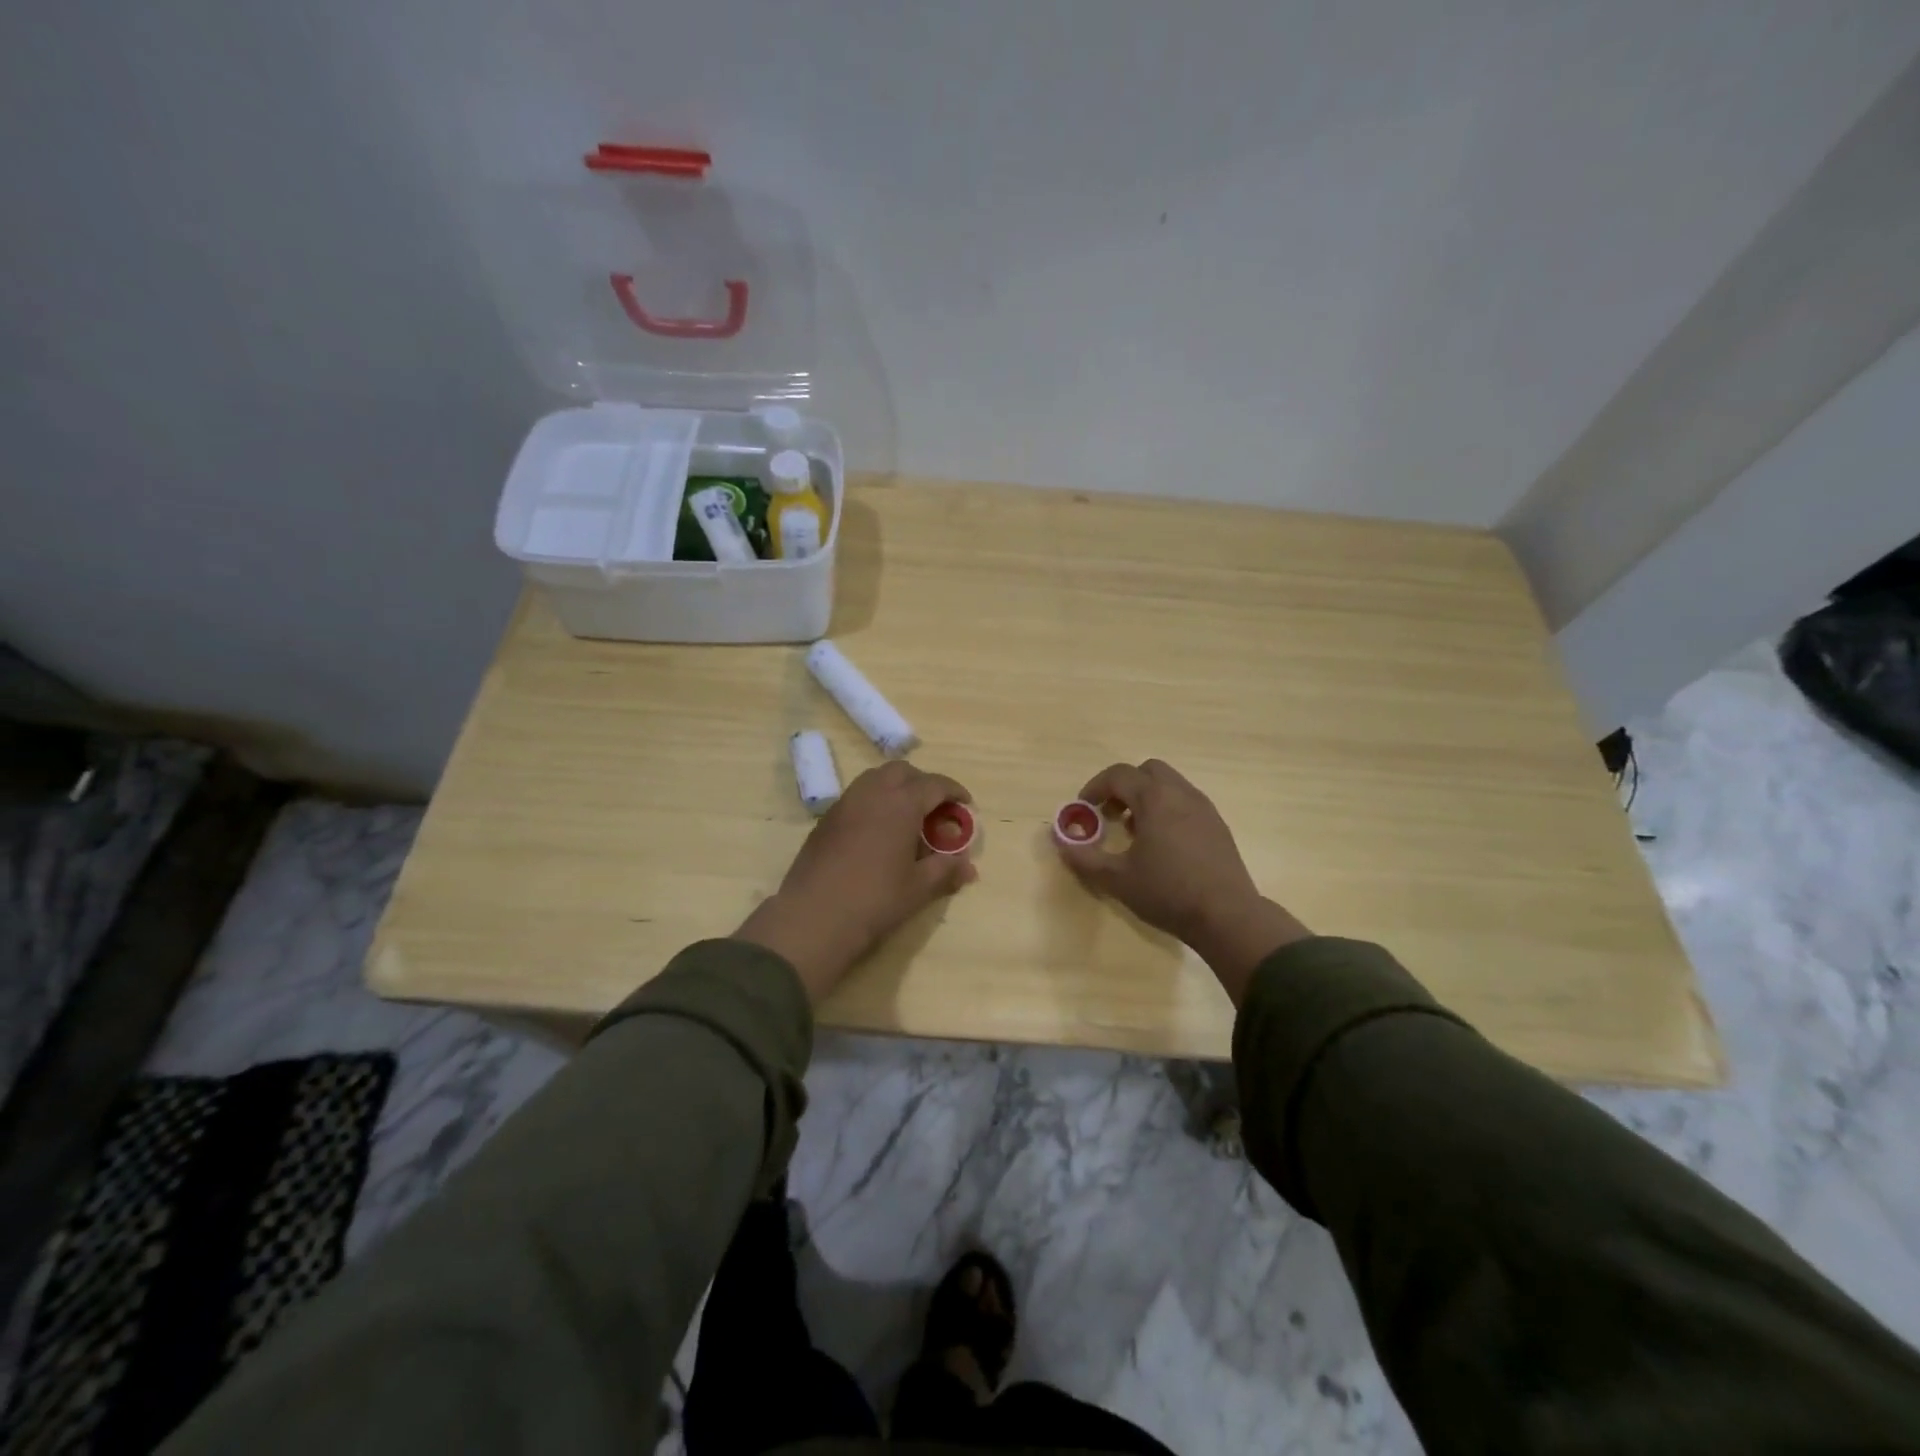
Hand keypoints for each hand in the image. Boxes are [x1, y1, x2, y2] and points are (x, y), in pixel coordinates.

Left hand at [735, 761, 978, 1001]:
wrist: (813, 917)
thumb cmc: (875, 900)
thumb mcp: (919, 888)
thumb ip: (945, 870)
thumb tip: (968, 867)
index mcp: (901, 803)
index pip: (935, 784)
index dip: (954, 791)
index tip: (966, 805)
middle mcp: (872, 793)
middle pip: (903, 771)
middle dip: (923, 783)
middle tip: (935, 809)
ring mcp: (845, 804)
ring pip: (876, 779)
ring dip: (896, 789)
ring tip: (907, 818)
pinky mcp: (826, 819)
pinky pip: (857, 797)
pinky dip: (874, 802)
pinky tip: (878, 832)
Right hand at [1056, 759, 1310, 1004]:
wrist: (1227, 916)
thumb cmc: (1167, 892)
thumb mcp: (1116, 879)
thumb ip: (1084, 857)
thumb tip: (1060, 840)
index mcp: (1155, 798)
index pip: (1118, 775)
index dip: (1095, 787)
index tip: (1083, 809)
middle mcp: (1181, 794)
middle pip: (1148, 771)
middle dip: (1124, 786)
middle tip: (1110, 814)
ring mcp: (1204, 808)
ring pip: (1170, 785)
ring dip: (1147, 798)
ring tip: (1135, 832)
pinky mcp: (1218, 826)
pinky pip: (1186, 802)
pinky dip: (1167, 810)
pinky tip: (1163, 845)